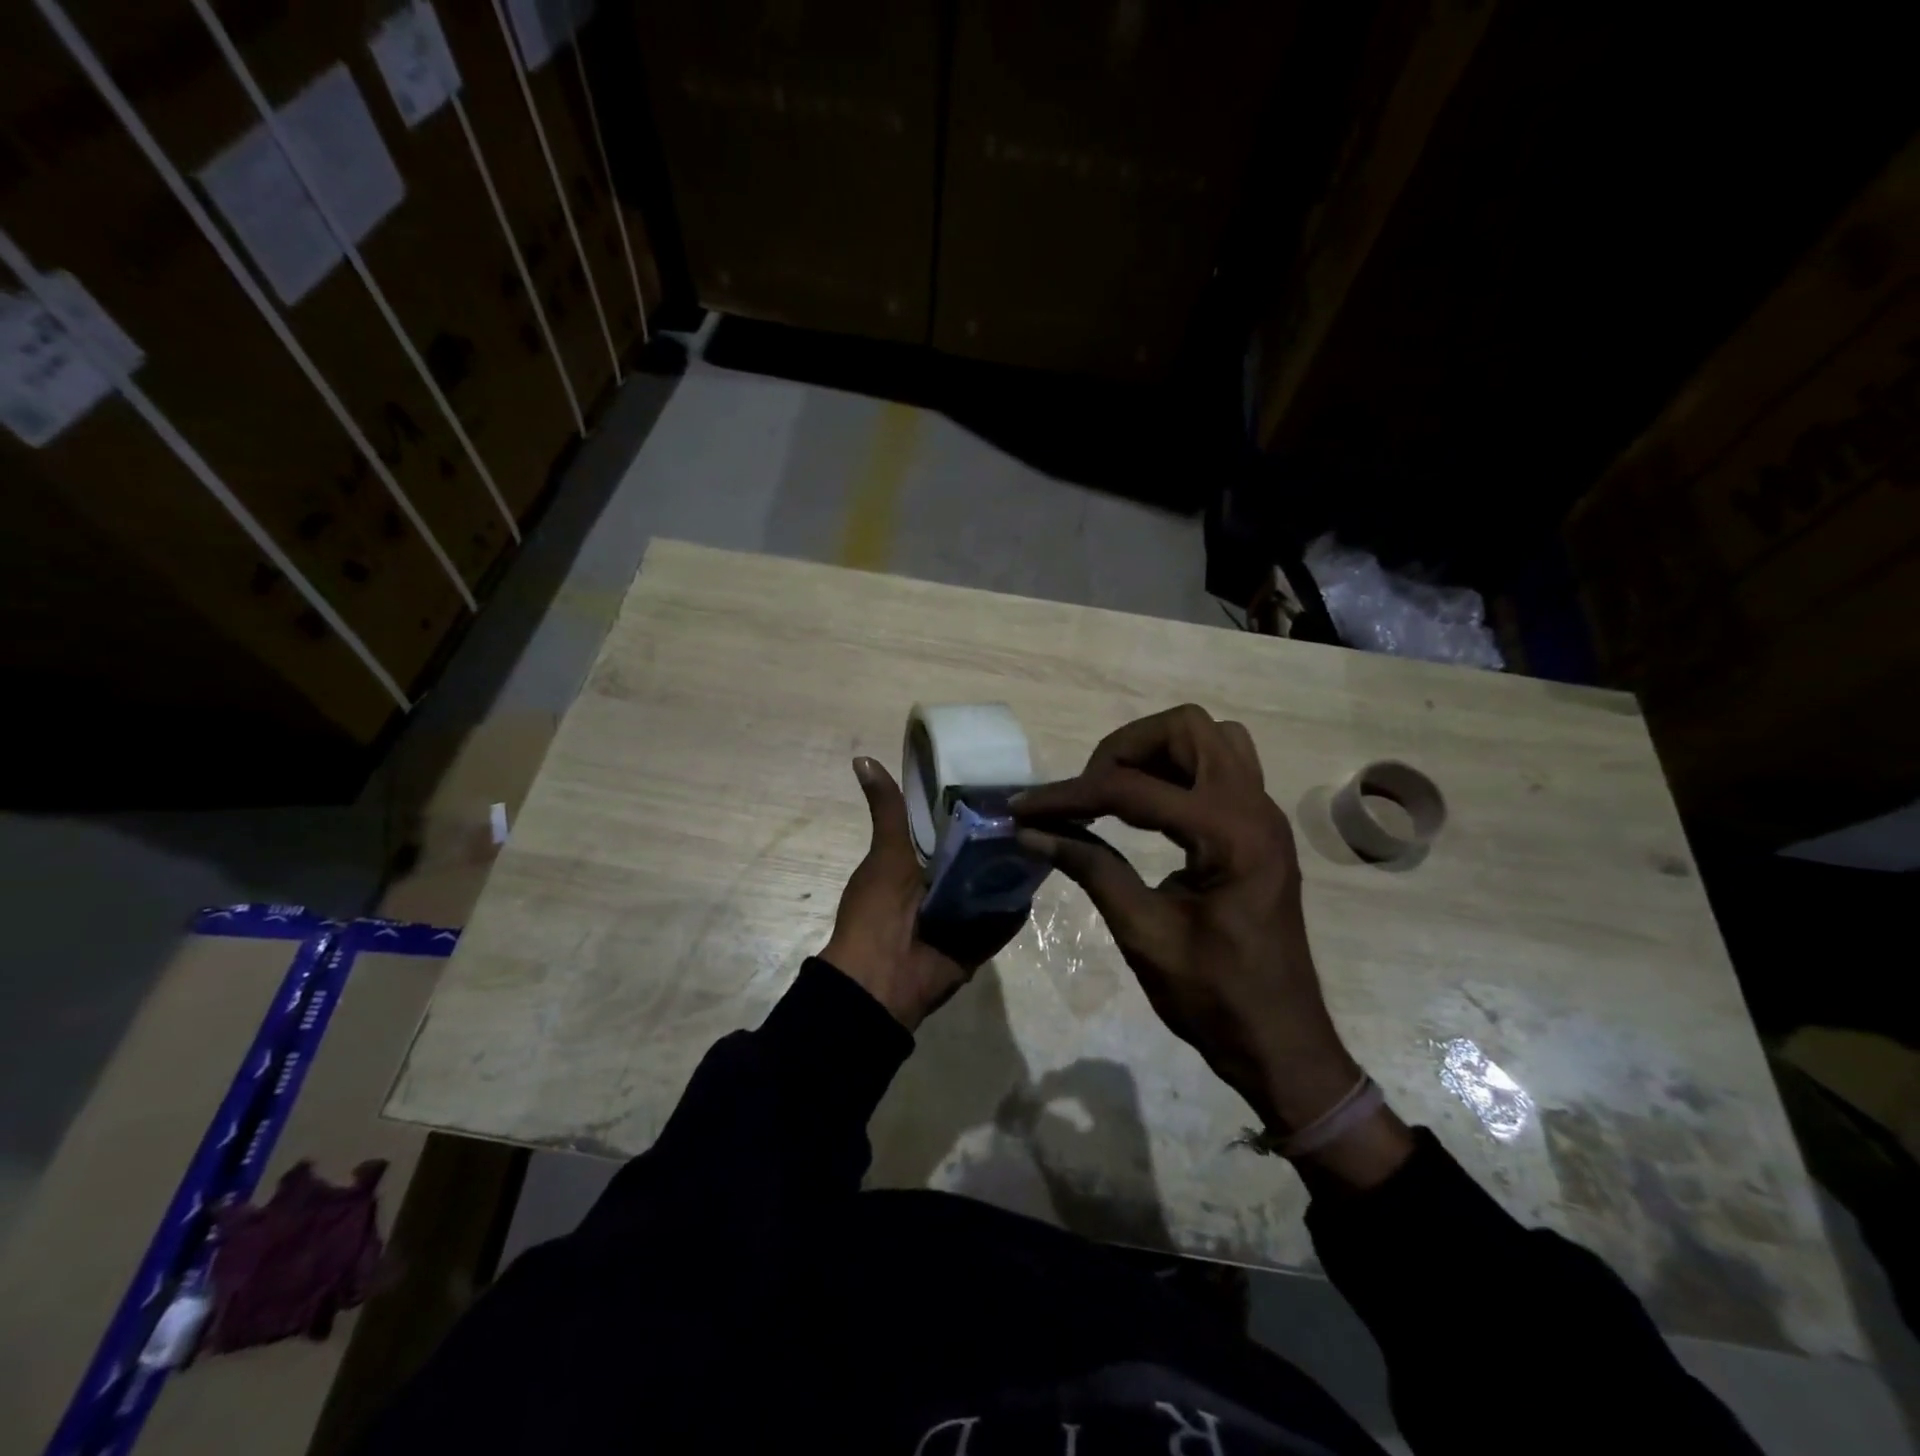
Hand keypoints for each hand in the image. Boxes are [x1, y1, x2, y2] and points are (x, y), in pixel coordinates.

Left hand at [821, 757, 1023, 1031]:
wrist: (881, 978)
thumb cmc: (878, 909)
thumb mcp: (885, 852)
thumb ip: (886, 810)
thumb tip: (862, 758)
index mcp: (919, 862)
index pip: (952, 827)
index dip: (972, 806)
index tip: (1001, 781)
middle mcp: (943, 884)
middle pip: (978, 854)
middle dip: (1000, 835)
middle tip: (1037, 806)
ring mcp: (964, 914)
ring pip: (995, 883)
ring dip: (1015, 867)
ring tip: (1052, 834)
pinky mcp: (981, 938)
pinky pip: (1006, 917)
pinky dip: (1019, 903)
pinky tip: (1046, 875)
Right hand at [1014, 706, 1410, 1183]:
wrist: (1280, 1043)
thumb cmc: (1214, 998)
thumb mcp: (1144, 933)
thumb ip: (1090, 868)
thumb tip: (1031, 832)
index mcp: (1230, 835)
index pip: (1134, 788)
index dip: (1070, 795)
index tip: (1024, 808)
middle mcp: (1255, 808)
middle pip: (1188, 728)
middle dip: (1126, 748)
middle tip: (1088, 790)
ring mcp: (1263, 815)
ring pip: (1211, 738)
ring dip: (1157, 751)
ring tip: (1115, 792)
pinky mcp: (1258, 829)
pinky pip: (1221, 767)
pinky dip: (1178, 771)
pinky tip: (1147, 810)